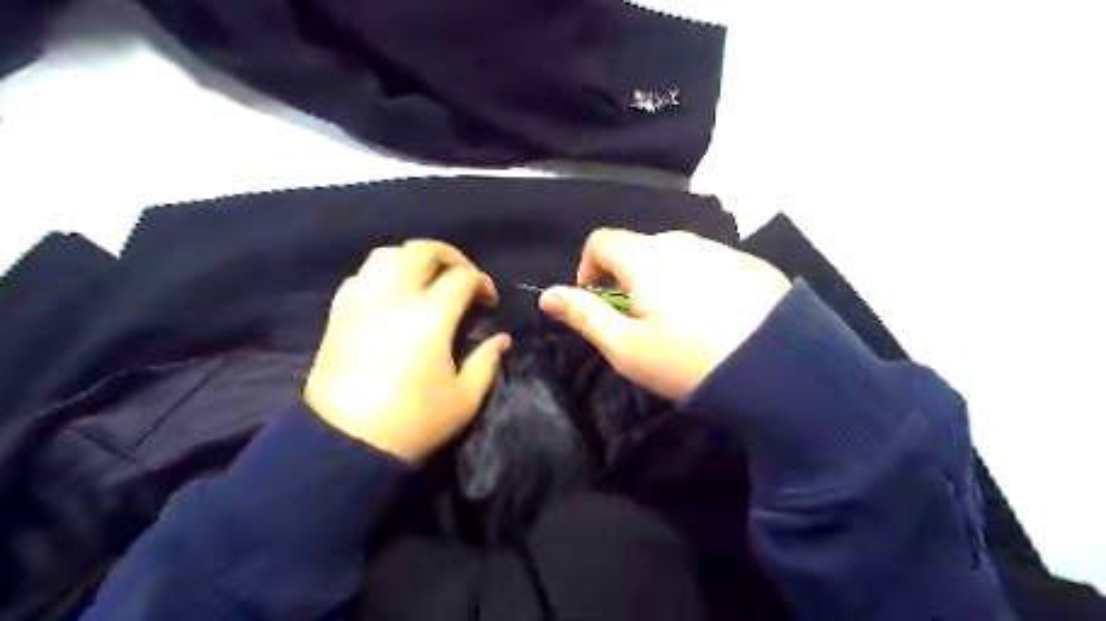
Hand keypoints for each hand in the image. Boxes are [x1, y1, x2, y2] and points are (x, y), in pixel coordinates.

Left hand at [300, 240, 508, 462]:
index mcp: (430, 317)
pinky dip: (381, 275)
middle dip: (451, 257)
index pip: (462, 277)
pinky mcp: (338, 316)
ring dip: (413, 259)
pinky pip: (360, 278)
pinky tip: (391, 295)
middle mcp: (394, 299)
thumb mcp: (464, 399)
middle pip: (422, 250)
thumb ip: (487, 362)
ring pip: (386, 255)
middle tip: (463, 278)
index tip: (489, 303)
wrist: (344, 446)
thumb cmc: (413, 424)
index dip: (482, 283)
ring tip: (426, 280)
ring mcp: (361, 304)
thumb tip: (501, 338)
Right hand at [541, 229, 789, 396]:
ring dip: (664, 282)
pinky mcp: (752, 264)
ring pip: (676, 257)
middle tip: (640, 324)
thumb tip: (547, 295)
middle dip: (627, 280)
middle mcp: (684, 242)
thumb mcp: (626, 347)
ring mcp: (722, 250)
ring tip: (681, 325)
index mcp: (647, 257)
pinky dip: (698, 284)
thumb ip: (584, 315)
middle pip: (639, 249)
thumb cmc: (689, 361)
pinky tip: (717, 320)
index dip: (587, 268)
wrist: (782, 370)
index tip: (597, 303)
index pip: (600, 241)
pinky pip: (710, 265)